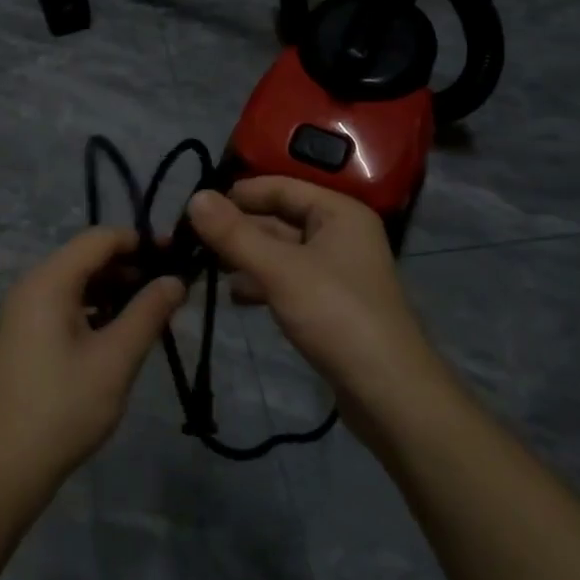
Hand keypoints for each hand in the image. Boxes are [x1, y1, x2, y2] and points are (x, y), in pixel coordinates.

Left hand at [0, 228, 185, 485]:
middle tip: (173, 290)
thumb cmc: (61, 408)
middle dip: (131, 268)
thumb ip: (148, 313)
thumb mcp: (114, 360)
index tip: (178, 256)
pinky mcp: (25, 338)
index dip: (141, 241)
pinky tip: (121, 335)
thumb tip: (175, 279)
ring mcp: (25, 313)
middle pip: (87, 258)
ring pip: (78, 284)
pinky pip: (66, 307)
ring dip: (116, 291)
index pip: (100, 238)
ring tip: (154, 313)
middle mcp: (33, 286)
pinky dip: (96, 311)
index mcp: (49, 281)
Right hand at [186, 179, 446, 418]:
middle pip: (279, 219)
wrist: (388, 392)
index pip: (279, 187)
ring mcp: (337, 270)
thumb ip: (234, 234)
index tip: (194, 208)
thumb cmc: (336, 315)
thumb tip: (194, 198)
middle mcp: (340, 233)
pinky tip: (235, 296)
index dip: (237, 195)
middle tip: (190, 241)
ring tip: (206, 268)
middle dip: (238, 229)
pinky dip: (262, 282)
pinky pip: (288, 279)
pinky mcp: (330, 303)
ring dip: (246, 257)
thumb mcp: (279, 270)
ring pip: (281, 251)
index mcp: (338, 212)